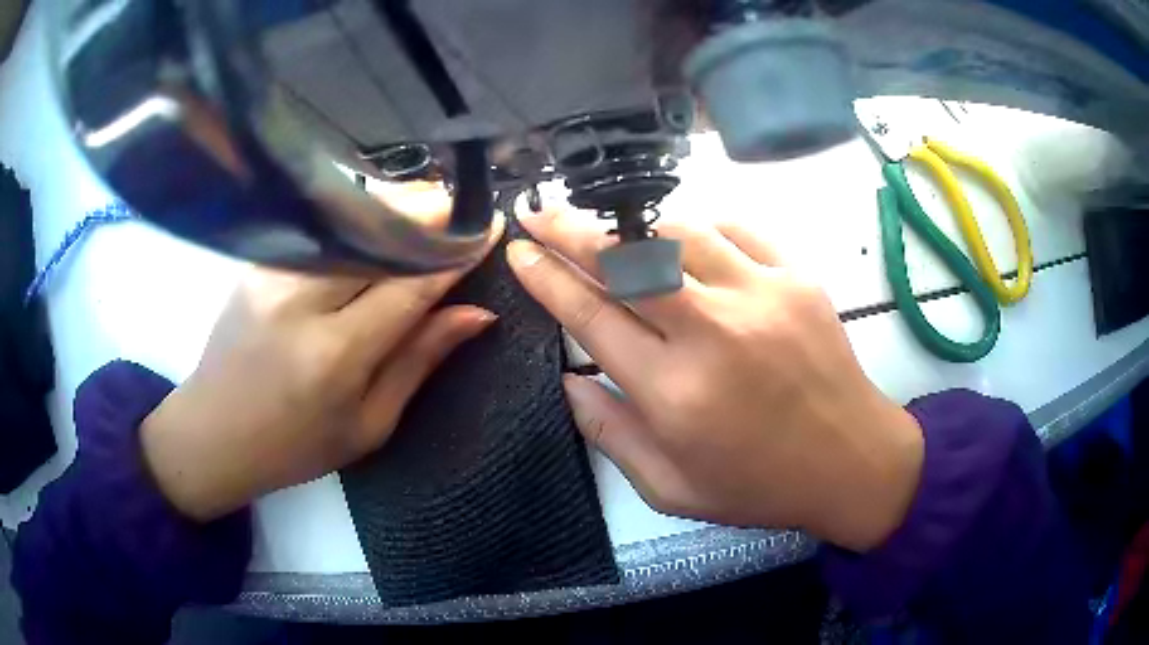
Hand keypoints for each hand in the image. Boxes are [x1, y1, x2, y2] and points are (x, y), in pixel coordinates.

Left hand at [141, 218, 503, 521]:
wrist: (212, 433)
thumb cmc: (295, 446)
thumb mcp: (369, 425)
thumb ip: (420, 362)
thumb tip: (477, 314)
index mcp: (335, 355)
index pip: (410, 285)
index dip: (455, 252)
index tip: (491, 226)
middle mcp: (300, 301)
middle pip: (376, 235)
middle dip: (427, 211)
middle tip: (463, 205)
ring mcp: (272, 274)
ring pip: (346, 221)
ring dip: (393, 207)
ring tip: (430, 204)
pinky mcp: (257, 263)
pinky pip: (318, 229)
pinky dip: (356, 217)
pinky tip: (378, 220)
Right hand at [508, 210, 922, 551]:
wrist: (850, 460)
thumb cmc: (758, 485)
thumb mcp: (671, 488)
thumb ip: (611, 435)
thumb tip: (570, 381)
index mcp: (674, 392)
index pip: (592, 316)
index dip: (548, 279)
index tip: (521, 253)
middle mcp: (713, 332)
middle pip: (626, 259)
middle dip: (571, 229)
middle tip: (538, 210)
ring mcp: (762, 295)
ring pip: (678, 231)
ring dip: (631, 221)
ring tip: (603, 220)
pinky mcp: (798, 277)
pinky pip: (736, 228)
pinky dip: (698, 225)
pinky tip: (679, 235)